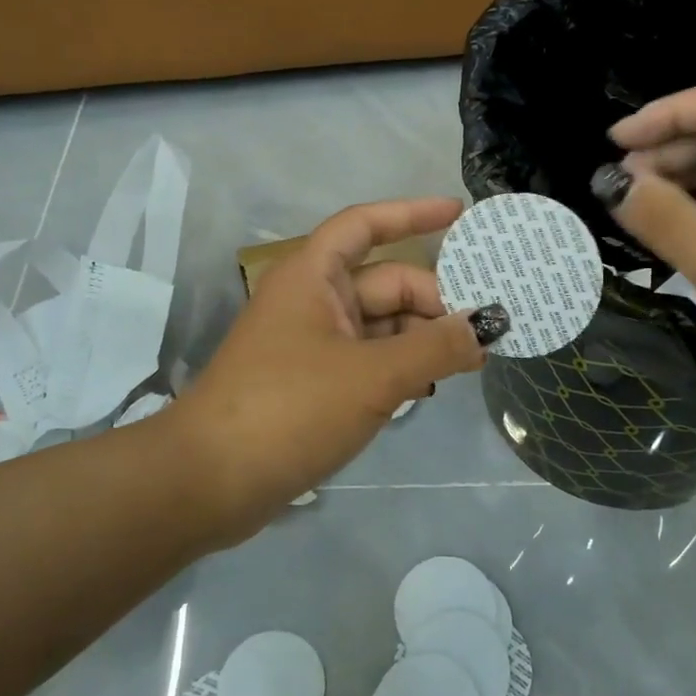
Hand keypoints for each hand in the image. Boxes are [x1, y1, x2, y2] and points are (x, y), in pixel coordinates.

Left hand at [161, 198, 500, 541]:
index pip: (366, 224)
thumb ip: (435, 347)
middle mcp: (311, 300)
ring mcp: (310, 344)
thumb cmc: (289, 409)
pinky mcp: (311, 383)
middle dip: (435, 301)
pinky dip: (398, 367)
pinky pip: (367, 360)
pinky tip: (428, 387)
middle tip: (486, 330)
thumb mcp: (372, 375)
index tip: (460, 214)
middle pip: (385, 283)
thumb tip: (487, 326)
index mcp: (313, 276)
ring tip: (468, 362)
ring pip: (379, 325)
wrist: (208, 482)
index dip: (412, 213)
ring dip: (421, 339)